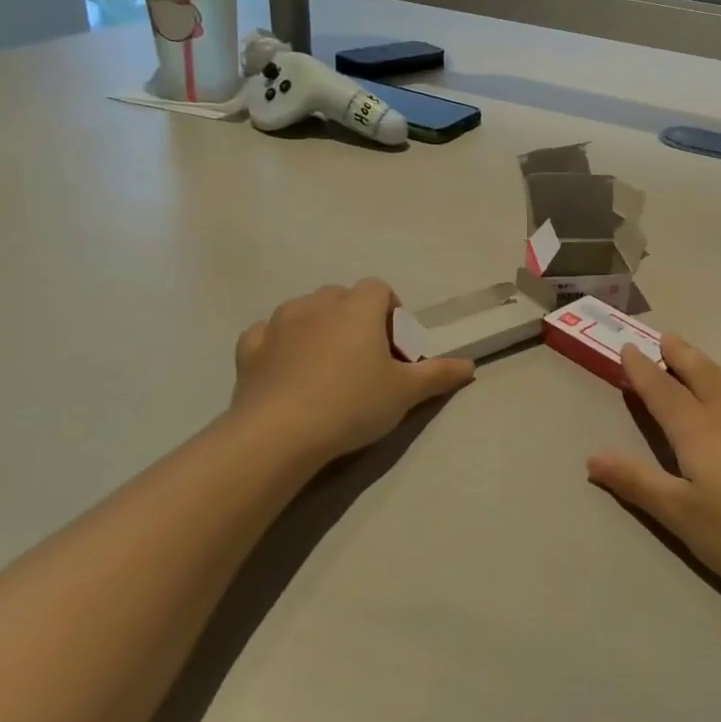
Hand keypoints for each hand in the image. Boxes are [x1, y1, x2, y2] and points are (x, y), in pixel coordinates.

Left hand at [229, 279, 473, 467]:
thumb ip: (439, 374)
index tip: (395, 345)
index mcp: (357, 307)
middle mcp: (317, 304)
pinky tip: (287, 370)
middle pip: (342, 297)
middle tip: (365, 359)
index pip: (379, 289)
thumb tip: (470, 365)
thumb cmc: (352, 403)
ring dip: (318, 327)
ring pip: (304, 311)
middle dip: (355, 318)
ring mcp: (279, 323)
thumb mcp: (405, 393)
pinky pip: (268, 333)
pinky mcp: (250, 348)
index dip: (391, 312)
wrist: (279, 433)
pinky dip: (280, 344)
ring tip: (327, 366)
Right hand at [586, 335, 720, 591]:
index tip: (627, 348)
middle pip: (698, 374)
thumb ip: (637, 482)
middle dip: (677, 355)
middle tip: (664, 337)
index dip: (641, 370)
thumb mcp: (681, 513)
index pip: (662, 390)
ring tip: (693, 359)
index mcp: (697, 428)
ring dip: (703, 365)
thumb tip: (592, 456)